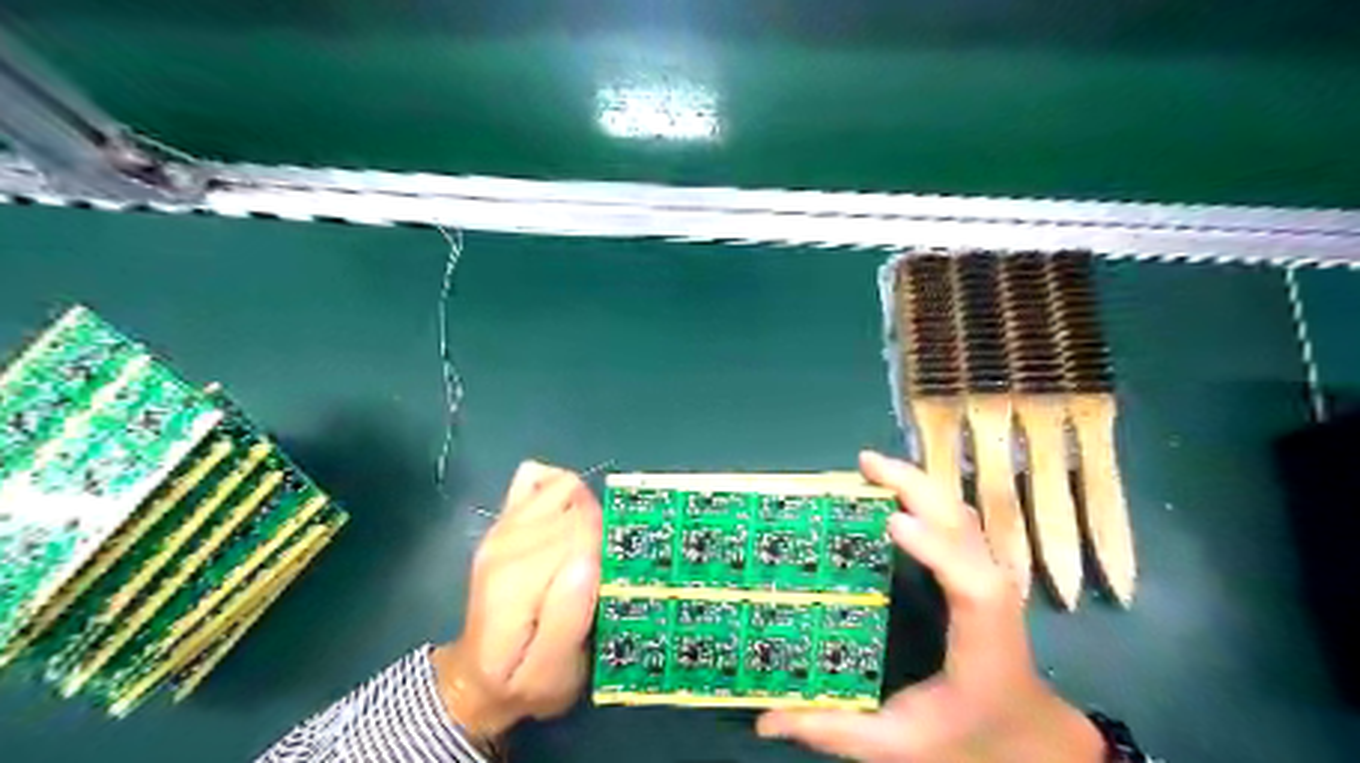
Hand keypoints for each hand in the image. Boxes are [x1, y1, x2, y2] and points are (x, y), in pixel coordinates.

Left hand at [429, 461, 598, 748]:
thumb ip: (568, 619)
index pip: (581, 530)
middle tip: (605, 570)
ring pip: (564, 485)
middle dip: (602, 530)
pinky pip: (539, 477)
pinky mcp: (505, 520)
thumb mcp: (551, 674)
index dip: (608, 546)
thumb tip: (588, 559)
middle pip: (576, 504)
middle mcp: (506, 541)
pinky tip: (567, 519)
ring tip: (590, 546)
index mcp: (517, 580)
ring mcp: (502, 526)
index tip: (615, 576)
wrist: (475, 677)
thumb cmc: (522, 681)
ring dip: (587, 509)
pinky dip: (561, 489)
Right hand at [755, 452, 1103, 762]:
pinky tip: (895, 488)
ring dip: (918, 482)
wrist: (1027, 735)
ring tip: (872, 467)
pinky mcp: (979, 568)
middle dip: (916, 487)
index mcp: (980, 638)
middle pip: (964, 525)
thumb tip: (765, 721)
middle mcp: (991, 594)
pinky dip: (925, 494)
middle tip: (865, 464)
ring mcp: (990, 575)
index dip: (937, 547)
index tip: (892, 522)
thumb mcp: (899, 744)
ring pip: (960, 513)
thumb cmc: (969, 735)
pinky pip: (955, 519)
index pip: (970, 584)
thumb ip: (835, 731)